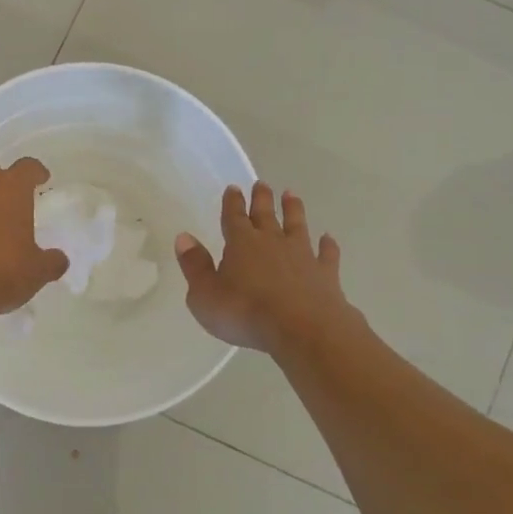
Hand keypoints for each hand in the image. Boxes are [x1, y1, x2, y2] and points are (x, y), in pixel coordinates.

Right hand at [175, 182, 355, 353]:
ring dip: (293, 210)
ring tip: (291, 194)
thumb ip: (195, 266)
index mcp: (241, 244)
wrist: (303, 329)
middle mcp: (272, 242)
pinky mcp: (325, 274)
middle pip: (265, 214)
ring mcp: (302, 255)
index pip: (234, 217)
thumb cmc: (246, 312)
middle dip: (261, 198)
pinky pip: (327, 254)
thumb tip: (184, 238)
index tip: (233, 188)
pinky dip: (327, 245)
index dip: (232, 202)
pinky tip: (328, 238)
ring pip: (297, 225)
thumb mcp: (205, 295)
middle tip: (262, 183)